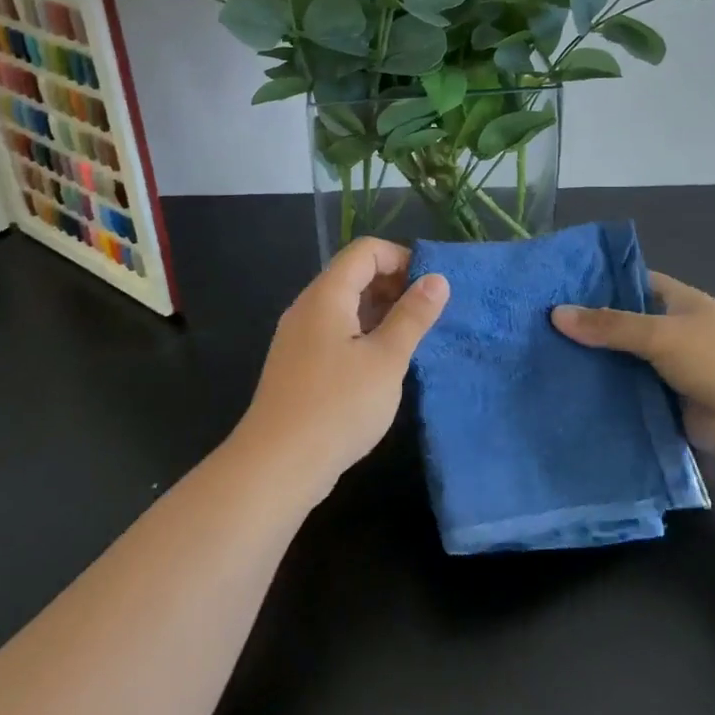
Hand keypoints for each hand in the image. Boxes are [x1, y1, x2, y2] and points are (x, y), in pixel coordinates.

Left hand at [228, 238, 449, 500]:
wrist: (277, 464)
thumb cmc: (338, 406)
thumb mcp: (386, 360)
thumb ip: (412, 316)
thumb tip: (437, 279)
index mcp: (326, 295)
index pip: (365, 251)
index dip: (401, 258)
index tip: (432, 288)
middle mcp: (308, 307)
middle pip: (353, 275)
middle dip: (394, 286)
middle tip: (428, 316)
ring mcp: (299, 337)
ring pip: (345, 307)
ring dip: (381, 313)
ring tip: (413, 340)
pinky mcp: (299, 364)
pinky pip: (335, 333)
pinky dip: (363, 335)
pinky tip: (384, 365)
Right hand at [552, 272, 714, 464]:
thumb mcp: (663, 334)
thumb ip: (610, 326)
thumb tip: (555, 314)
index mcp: (674, 303)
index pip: (626, 284)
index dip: (592, 285)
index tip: (548, 289)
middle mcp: (667, 334)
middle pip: (616, 327)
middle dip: (581, 330)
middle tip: (529, 331)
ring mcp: (664, 372)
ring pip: (617, 365)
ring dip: (588, 368)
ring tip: (534, 366)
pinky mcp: (662, 406)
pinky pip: (624, 399)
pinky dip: (600, 400)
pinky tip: (561, 400)